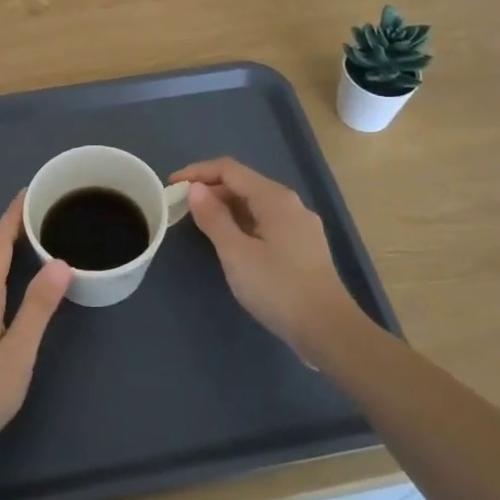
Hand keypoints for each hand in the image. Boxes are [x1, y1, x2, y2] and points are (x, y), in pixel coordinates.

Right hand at [170, 158, 361, 357]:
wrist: (329, 330)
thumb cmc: (278, 288)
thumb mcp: (236, 253)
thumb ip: (213, 218)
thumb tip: (196, 189)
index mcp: (274, 198)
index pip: (229, 169)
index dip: (197, 172)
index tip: (171, 185)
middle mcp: (290, 204)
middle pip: (243, 184)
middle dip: (210, 189)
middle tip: (180, 206)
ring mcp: (299, 225)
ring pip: (255, 204)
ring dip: (225, 207)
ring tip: (199, 222)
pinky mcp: (303, 247)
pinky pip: (265, 222)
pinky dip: (241, 223)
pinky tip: (229, 241)